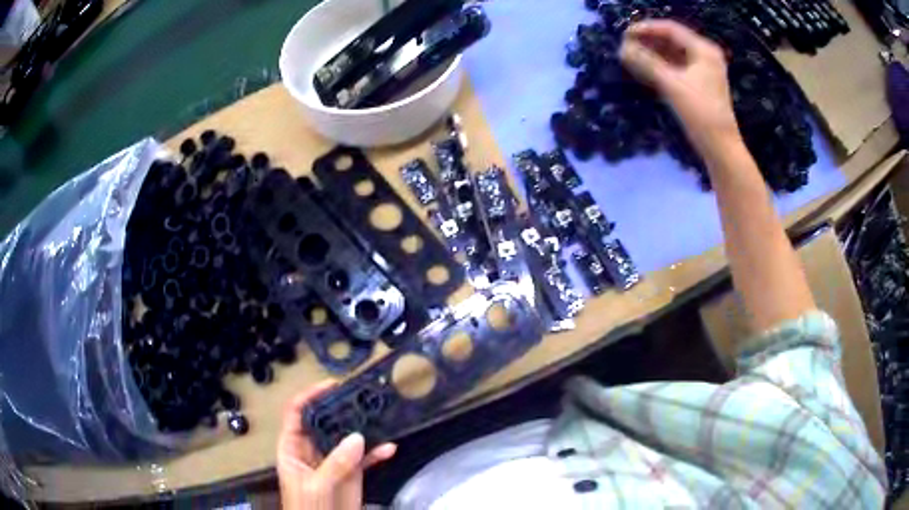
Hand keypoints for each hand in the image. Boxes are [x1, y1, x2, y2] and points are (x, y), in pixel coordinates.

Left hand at [277, 380, 396, 509]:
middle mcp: (312, 450)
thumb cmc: (306, 508)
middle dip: (341, 408)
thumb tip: (358, 437)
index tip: (332, 386)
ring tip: (380, 415)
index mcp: (293, 448)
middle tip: (362, 396)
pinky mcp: (351, 474)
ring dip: (363, 428)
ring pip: (347, 438)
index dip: (310, 396)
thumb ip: (335, 463)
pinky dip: (377, 453)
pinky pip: (365, 458)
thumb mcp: (316, 486)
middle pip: (325, 421)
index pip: (297, 413)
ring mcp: (333, 461)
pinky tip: (390, 448)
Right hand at [619, 20, 739, 155]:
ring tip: (630, 56)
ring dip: (652, 54)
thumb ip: (646, 63)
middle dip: (648, 41)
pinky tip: (644, 69)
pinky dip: (660, 66)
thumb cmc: (700, 114)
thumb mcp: (672, 85)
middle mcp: (705, 55)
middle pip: (671, 40)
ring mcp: (703, 70)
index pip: (670, 29)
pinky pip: (676, 67)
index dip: (646, 28)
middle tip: (625, 46)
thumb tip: (621, 49)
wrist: (720, 148)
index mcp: (703, 49)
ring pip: (673, 54)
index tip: (623, 34)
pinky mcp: (699, 84)